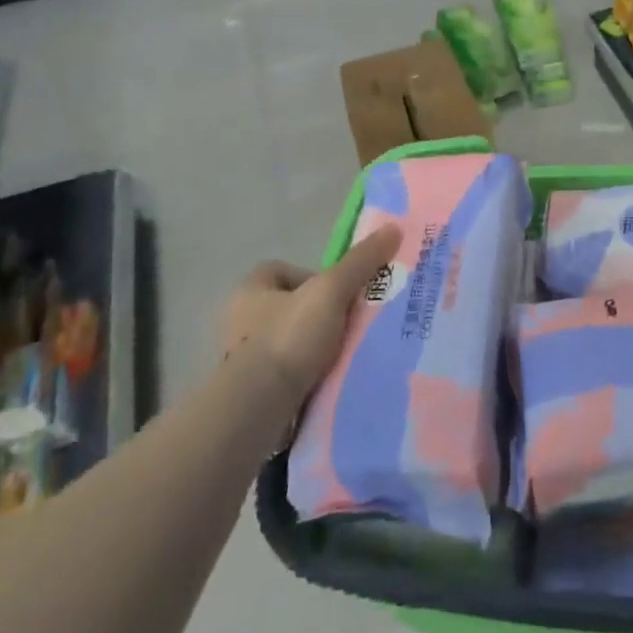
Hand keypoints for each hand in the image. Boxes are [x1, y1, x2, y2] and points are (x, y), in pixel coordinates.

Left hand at [217, 226, 402, 411]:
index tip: (340, 292)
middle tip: (351, 321)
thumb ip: (360, 262)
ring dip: (315, 345)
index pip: (281, 270)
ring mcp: (243, 358)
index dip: (313, 275)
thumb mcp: (332, 291)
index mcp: (250, 290)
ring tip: (346, 351)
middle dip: (319, 313)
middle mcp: (240, 320)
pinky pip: (288, 372)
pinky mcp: (254, 389)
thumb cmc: (290, 337)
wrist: (260, 404)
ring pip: (290, 340)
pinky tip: (331, 377)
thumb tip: (393, 228)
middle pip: (289, 306)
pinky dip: (308, 373)